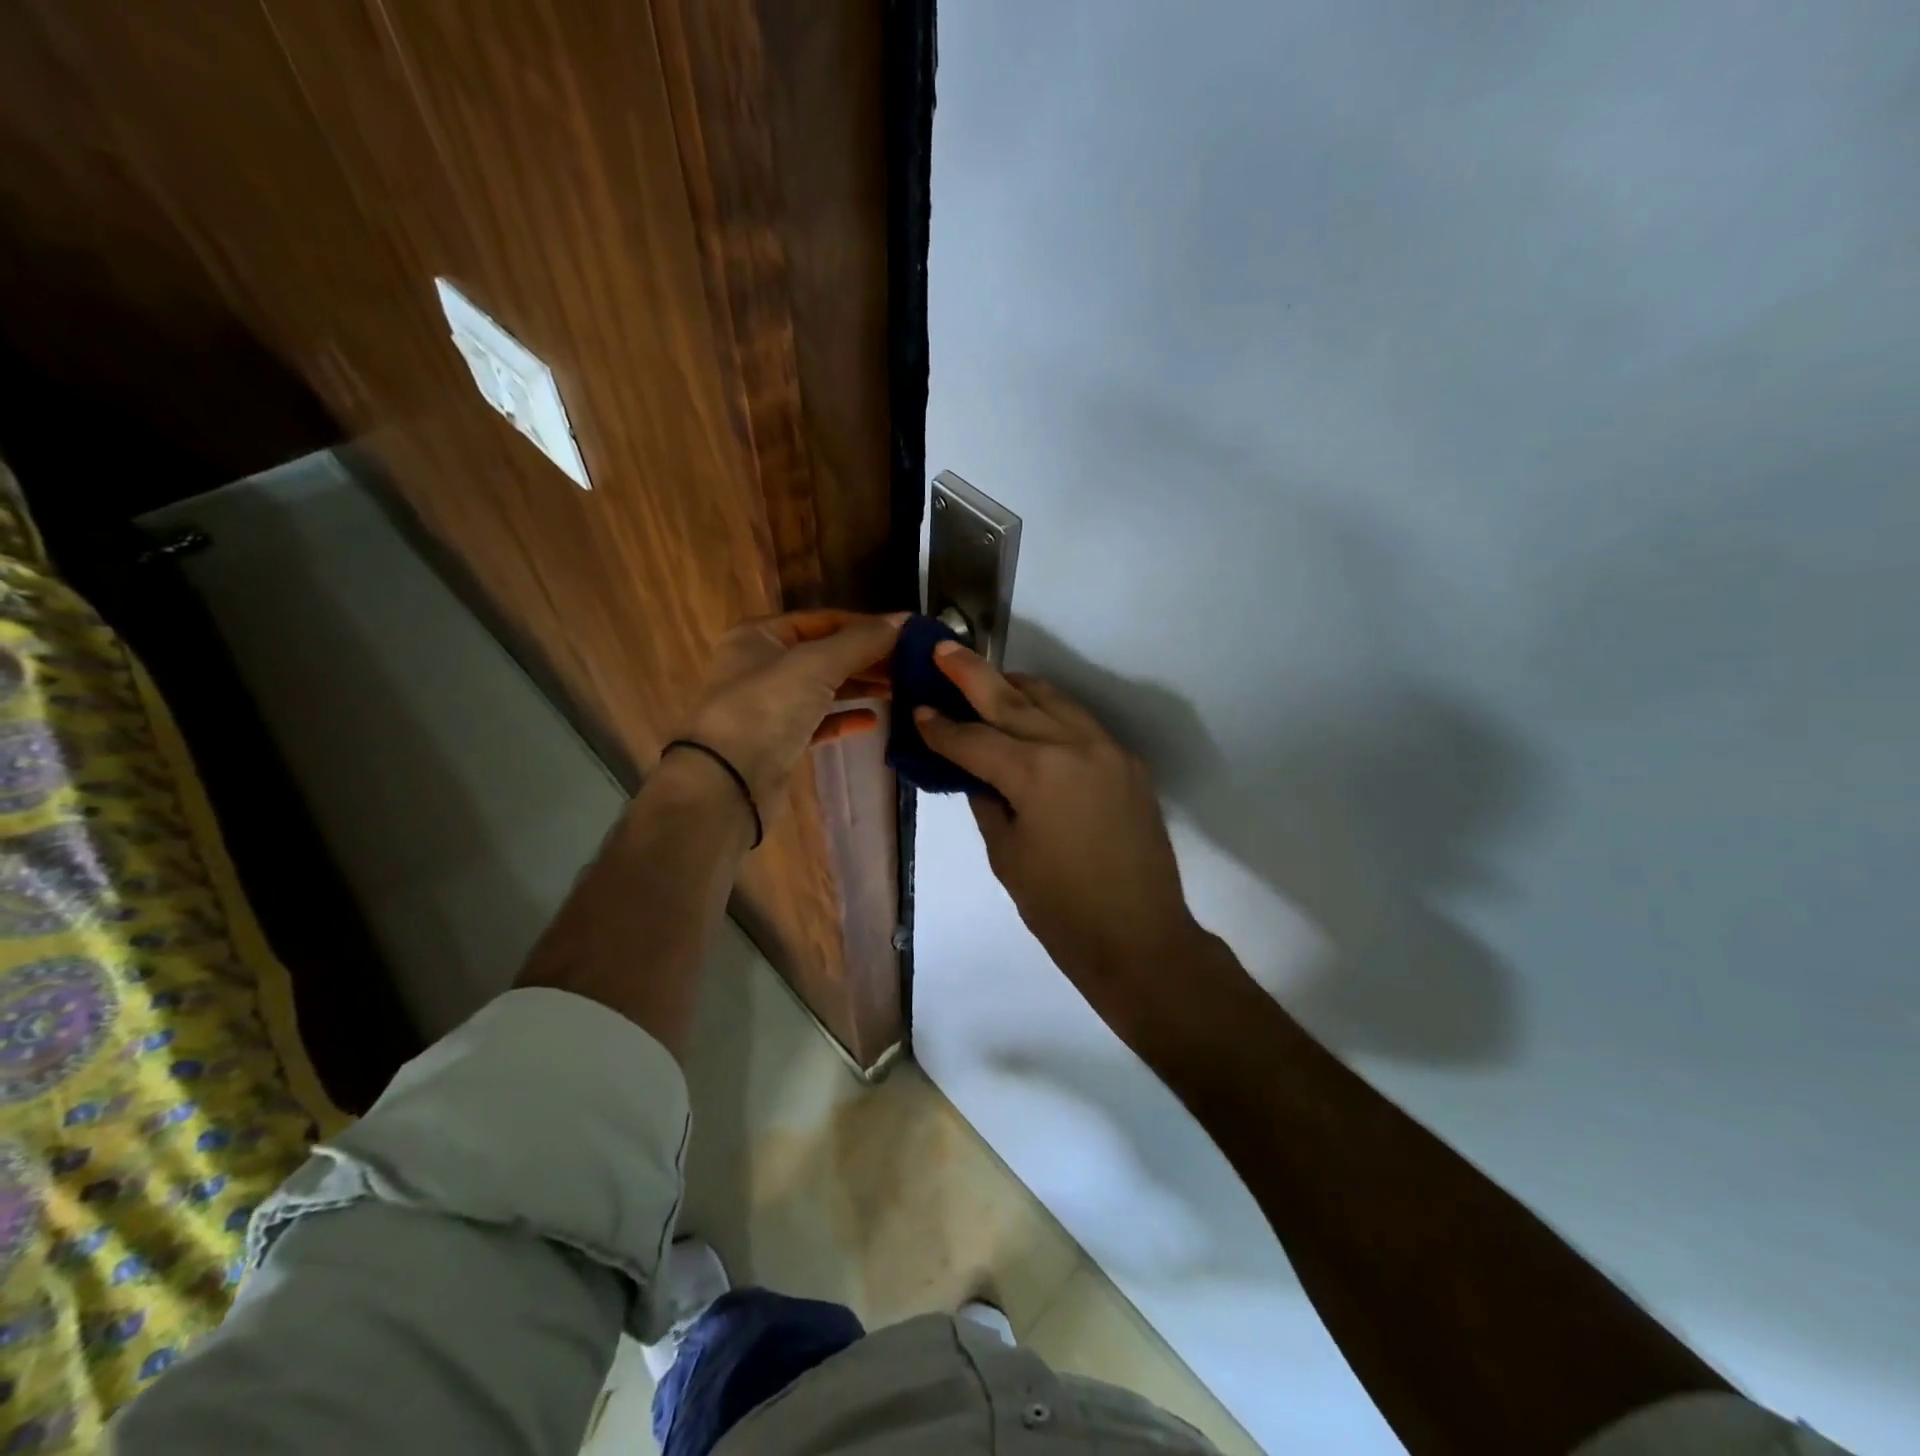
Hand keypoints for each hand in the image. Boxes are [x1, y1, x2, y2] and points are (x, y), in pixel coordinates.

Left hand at [677, 610, 904, 817]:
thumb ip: (860, 642)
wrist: (725, 784)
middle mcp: (761, 665)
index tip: (907, 635)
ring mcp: (769, 706)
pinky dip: (845, 719)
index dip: (865, 626)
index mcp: (760, 636)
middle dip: (867, 658)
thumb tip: (903, 620)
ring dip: (860, 686)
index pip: (823, 620)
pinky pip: (818, 722)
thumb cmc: (765, 709)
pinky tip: (874, 720)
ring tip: (902, 689)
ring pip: (824, 688)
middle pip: (825, 654)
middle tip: (912, 666)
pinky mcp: (779, 742)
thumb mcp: (815, 665)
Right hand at [915, 642, 1207, 1024]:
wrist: (1140, 937)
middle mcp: (1073, 746)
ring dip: (1015, 686)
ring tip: (986, 678)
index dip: (941, 728)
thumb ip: (987, 801)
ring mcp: (1107, 749)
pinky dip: (1050, 711)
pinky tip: (1032, 715)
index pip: (974, 739)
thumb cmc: (1061, 909)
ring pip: (1053, 699)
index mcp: (1035, 773)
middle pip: (1012, 699)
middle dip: (972, 674)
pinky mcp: (1128, 762)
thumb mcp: (1006, 854)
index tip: (917, 711)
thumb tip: (976, 771)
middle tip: (941, 648)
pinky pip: (1080, 722)